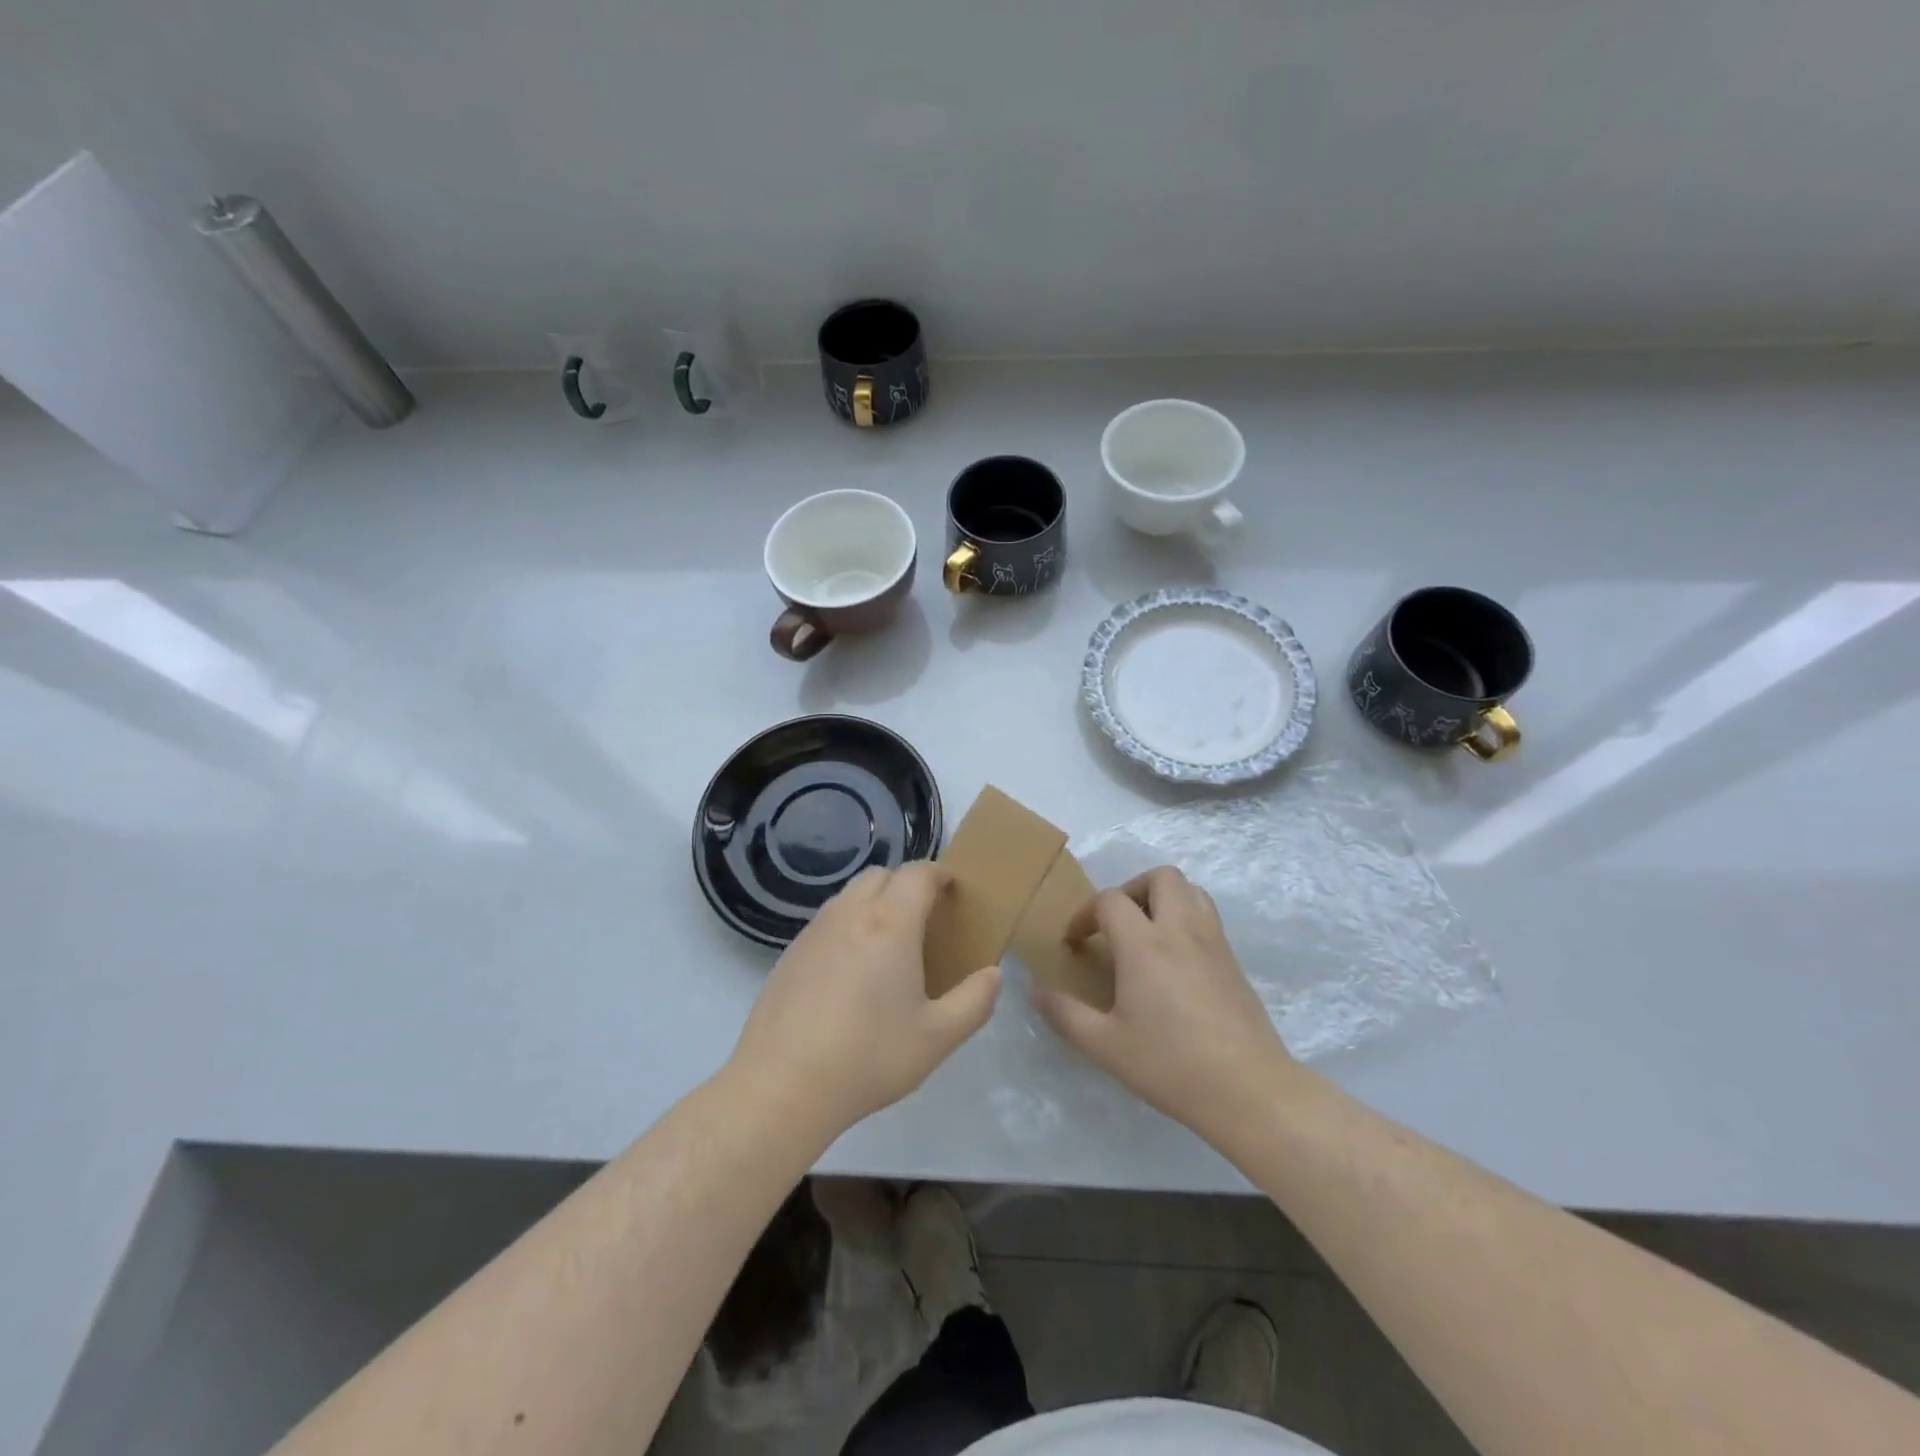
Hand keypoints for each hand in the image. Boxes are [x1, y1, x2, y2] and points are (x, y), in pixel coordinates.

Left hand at [726, 863, 999, 1137]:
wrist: (782, 1085)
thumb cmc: (868, 1056)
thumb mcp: (937, 1037)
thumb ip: (974, 1001)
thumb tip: (993, 974)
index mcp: (890, 923)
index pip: (917, 874)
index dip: (939, 874)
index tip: (953, 890)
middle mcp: (850, 913)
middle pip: (881, 875)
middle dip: (906, 884)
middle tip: (925, 918)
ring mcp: (815, 931)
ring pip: (850, 894)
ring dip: (875, 902)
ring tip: (889, 943)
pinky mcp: (790, 953)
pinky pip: (827, 920)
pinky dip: (848, 925)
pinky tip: (851, 971)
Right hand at [1034, 866, 1299, 1142]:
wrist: (1249, 1090)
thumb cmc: (1170, 1064)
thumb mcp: (1106, 1046)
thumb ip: (1066, 1015)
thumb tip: (1037, 992)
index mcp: (1145, 944)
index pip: (1110, 900)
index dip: (1085, 914)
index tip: (1075, 943)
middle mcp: (1181, 930)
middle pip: (1160, 877)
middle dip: (1131, 889)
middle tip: (1116, 924)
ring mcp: (1213, 942)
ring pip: (1190, 890)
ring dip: (1163, 898)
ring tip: (1146, 933)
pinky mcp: (1233, 960)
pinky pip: (1207, 916)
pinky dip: (1185, 919)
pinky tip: (1174, 961)